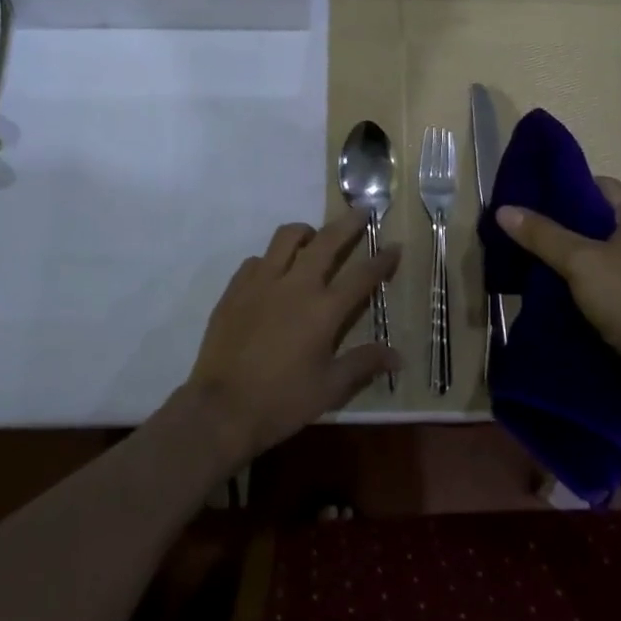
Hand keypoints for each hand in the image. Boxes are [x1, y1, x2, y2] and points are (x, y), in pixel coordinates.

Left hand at [185, 210, 401, 466]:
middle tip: (361, 211)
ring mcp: (261, 282)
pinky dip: (272, 259)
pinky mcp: (235, 289)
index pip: (361, 275)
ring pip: (286, 238)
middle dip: (348, 223)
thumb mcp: (330, 388)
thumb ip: (364, 364)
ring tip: (314, 238)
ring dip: (306, 232)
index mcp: (323, 310)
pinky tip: (274, 273)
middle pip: (326, 241)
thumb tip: (399, 357)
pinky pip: (257, 260)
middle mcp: (295, 285)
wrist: (221, 409)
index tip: (395, 245)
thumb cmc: (282, 401)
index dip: (382, 259)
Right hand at [497, 177, 620, 388]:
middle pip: (603, 220)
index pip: (599, 187)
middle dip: (566, 229)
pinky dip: (596, 285)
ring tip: (540, 268)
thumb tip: (504, 209)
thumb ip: (542, 235)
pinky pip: (620, 282)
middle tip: (529, 239)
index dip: (563, 193)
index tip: (531, 207)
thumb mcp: (580, 262)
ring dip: (580, 261)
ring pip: (611, 254)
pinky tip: (567, 297)